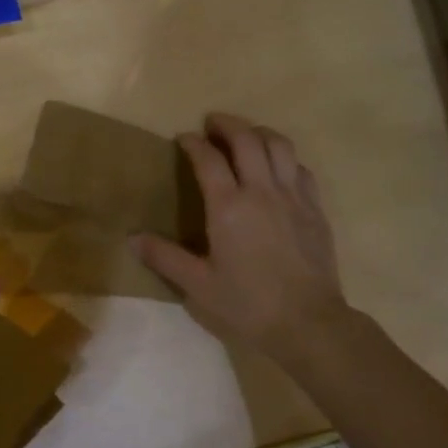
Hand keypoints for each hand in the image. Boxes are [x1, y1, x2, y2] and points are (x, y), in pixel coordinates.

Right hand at [133, 113, 347, 365]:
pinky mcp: (316, 208)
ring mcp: (293, 197)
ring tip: (246, 136)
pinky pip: (301, 168)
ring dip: (259, 132)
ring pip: (279, 145)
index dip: (193, 143)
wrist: (307, 323)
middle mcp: (262, 191)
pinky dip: (285, 158)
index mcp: (229, 207)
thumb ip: (165, 258)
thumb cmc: (247, 305)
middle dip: (227, 124)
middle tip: (212, 124)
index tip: (183, 138)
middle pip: (247, 139)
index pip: (208, 159)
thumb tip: (132, 239)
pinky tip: (277, 168)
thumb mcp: (198, 286)